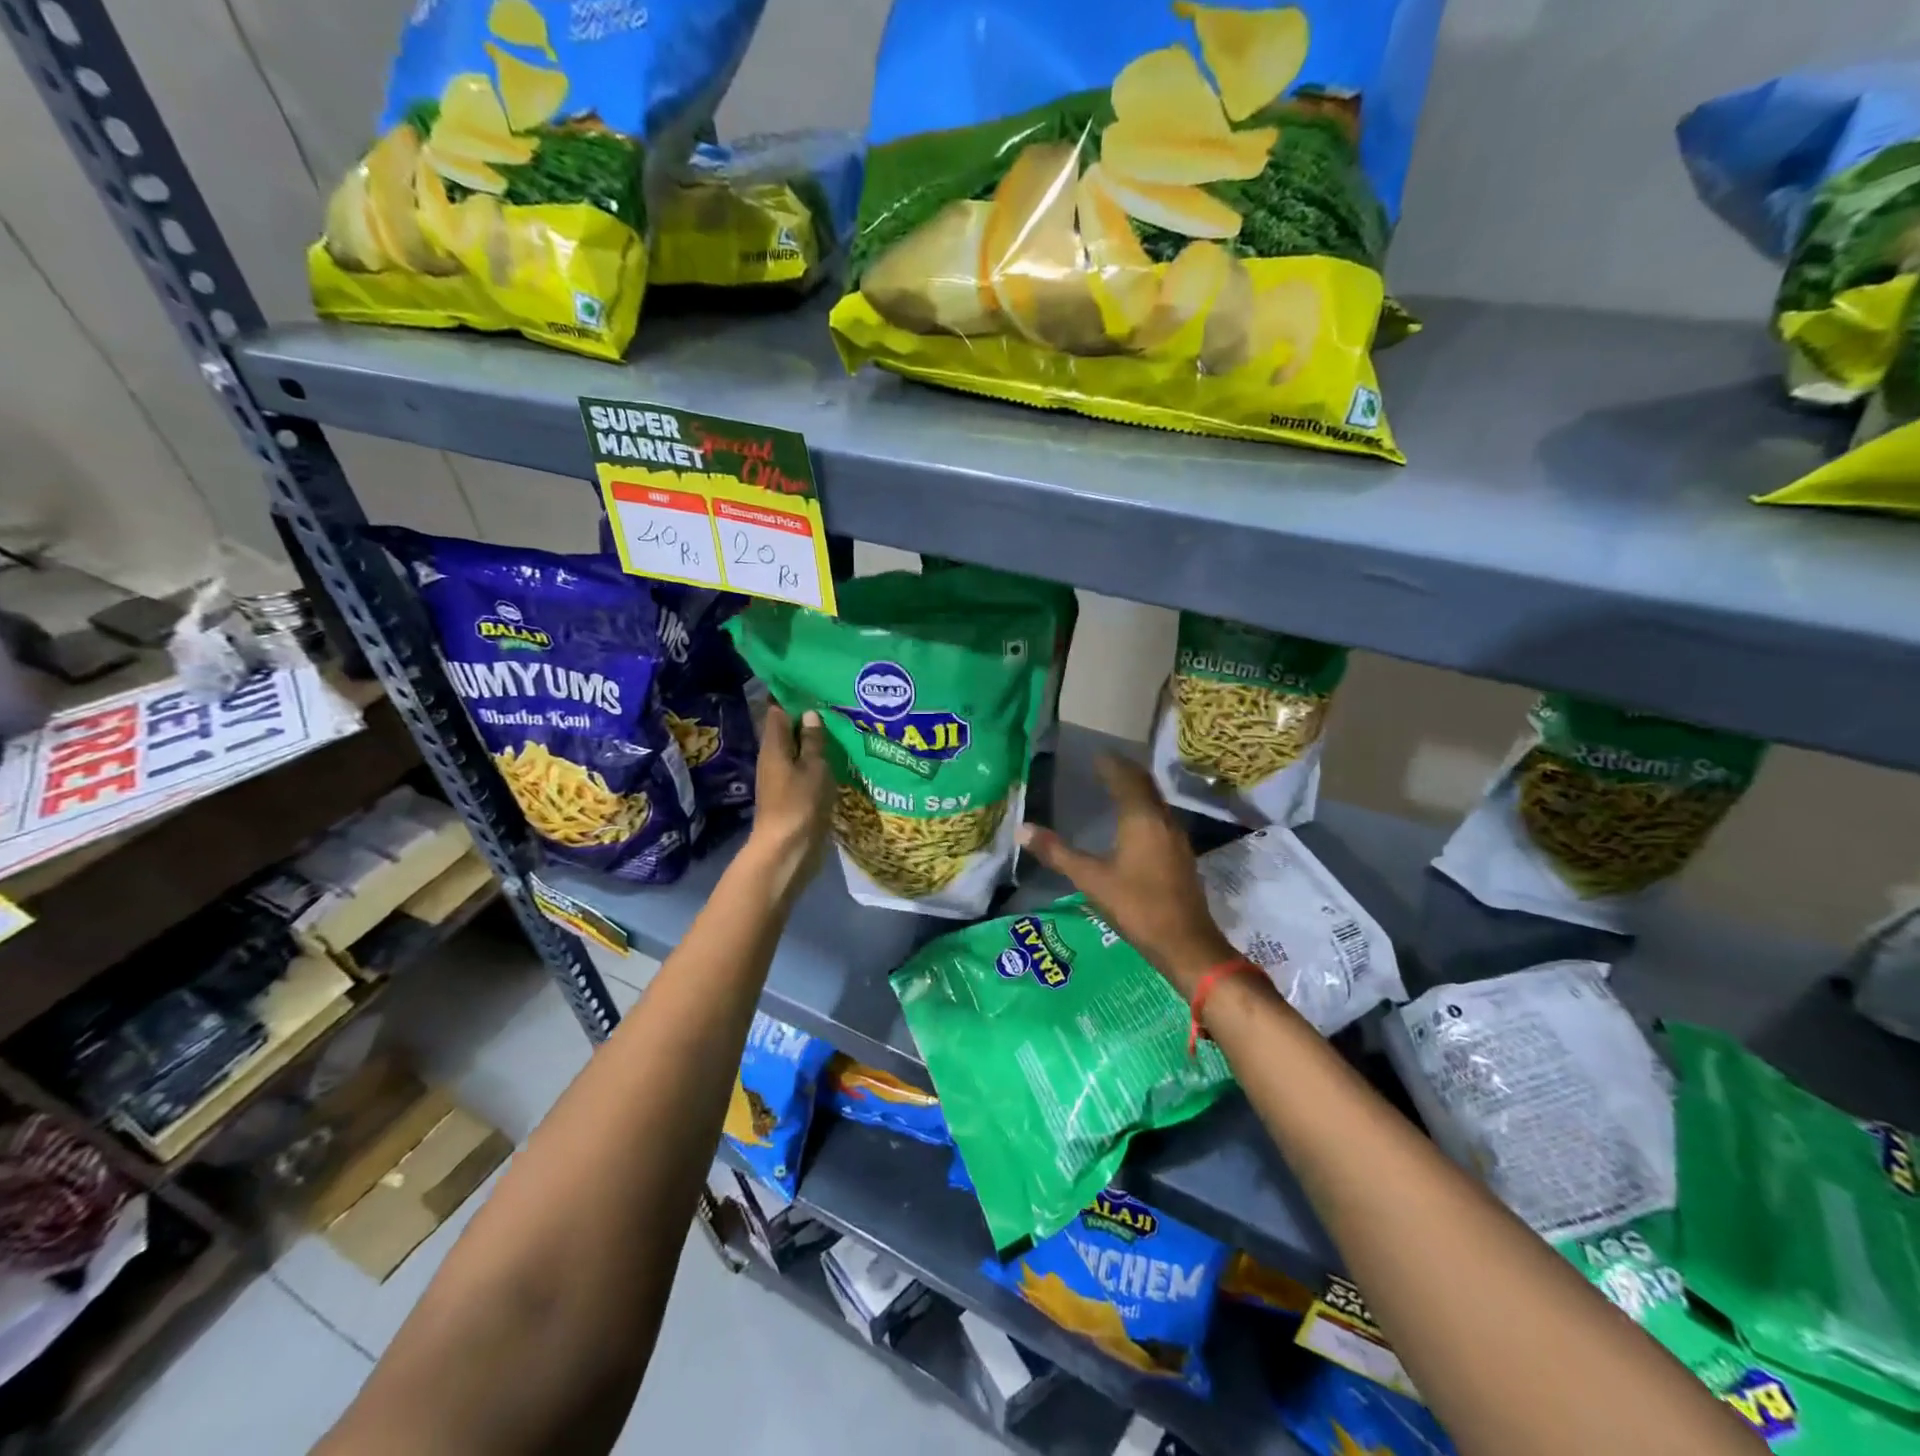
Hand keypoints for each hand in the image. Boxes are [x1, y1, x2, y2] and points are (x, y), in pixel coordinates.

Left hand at [745, 705, 832, 892]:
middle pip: (788, 731)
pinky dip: (819, 762)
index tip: (814, 684)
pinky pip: (806, 771)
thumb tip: (809, 714)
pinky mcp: (793, 796)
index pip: (778, 710)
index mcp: (774, 746)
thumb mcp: (813, 767)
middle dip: (809, 718)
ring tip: (844, 728)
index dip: (792, 696)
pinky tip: (839, 759)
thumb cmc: (799, 804)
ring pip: (798, 751)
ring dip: (816, 742)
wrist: (787, 851)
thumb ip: (812, 741)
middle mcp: (773, 758)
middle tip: (838, 704)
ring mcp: (782, 779)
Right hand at [1018, 755, 1237, 996]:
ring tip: (1114, 787)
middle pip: (1145, 785)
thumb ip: (1057, 853)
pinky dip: (1144, 809)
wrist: (1185, 944)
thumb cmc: (1137, 906)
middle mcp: (1163, 820)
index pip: (1126, 778)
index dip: (1110, 764)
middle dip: (1125, 772)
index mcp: (1141, 819)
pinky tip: (1132, 823)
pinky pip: (1160, 818)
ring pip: (1155, 801)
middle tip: (1102, 765)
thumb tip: (1021, 829)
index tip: (1093, 754)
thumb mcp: (1091, 880)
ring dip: (1136, 789)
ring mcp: (1176, 838)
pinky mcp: (1181, 855)